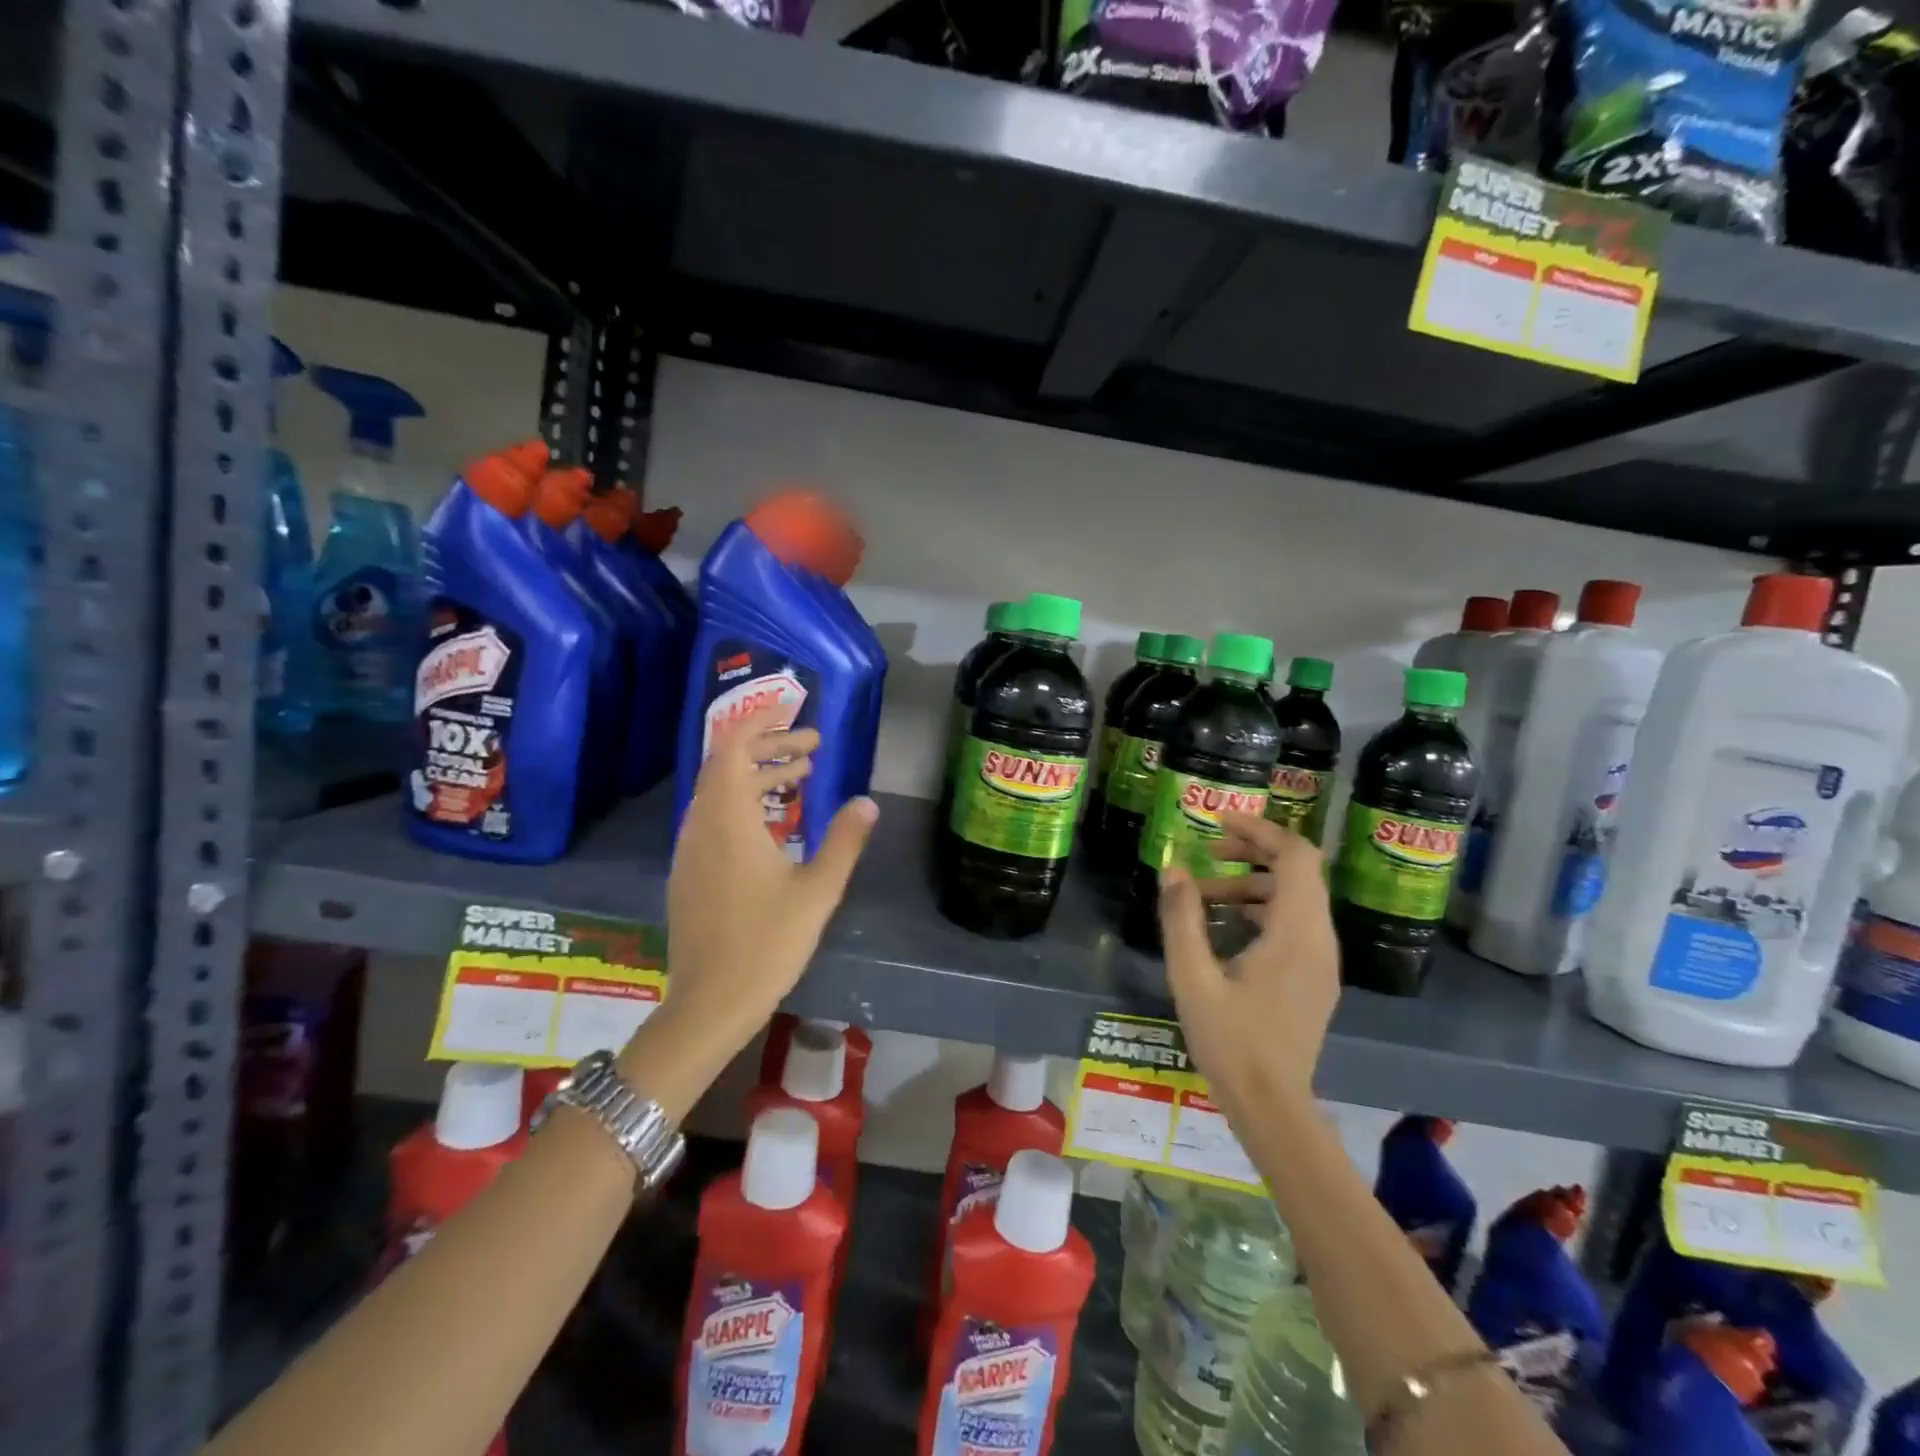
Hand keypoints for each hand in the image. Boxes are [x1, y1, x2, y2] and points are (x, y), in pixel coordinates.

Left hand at [662, 705, 877, 1054]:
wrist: (710, 1003)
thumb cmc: (768, 943)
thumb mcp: (818, 890)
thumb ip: (844, 841)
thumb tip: (867, 802)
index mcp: (728, 820)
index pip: (733, 747)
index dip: (759, 721)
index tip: (791, 710)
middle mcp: (701, 825)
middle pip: (727, 765)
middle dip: (769, 747)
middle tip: (813, 749)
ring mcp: (689, 850)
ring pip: (719, 793)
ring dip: (757, 776)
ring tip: (801, 778)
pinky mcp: (688, 873)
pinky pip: (713, 818)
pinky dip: (743, 803)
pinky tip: (774, 824)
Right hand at [1158, 813, 1338, 1110]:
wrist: (1272, 1107)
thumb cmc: (1230, 1042)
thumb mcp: (1192, 977)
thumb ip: (1182, 918)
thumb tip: (1173, 868)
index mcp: (1295, 934)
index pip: (1296, 857)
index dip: (1261, 830)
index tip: (1220, 821)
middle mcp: (1319, 939)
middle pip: (1300, 871)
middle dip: (1254, 851)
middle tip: (1209, 849)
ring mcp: (1322, 961)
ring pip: (1297, 898)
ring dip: (1253, 883)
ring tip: (1204, 894)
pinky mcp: (1315, 978)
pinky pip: (1296, 923)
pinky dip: (1263, 908)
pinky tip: (1225, 925)